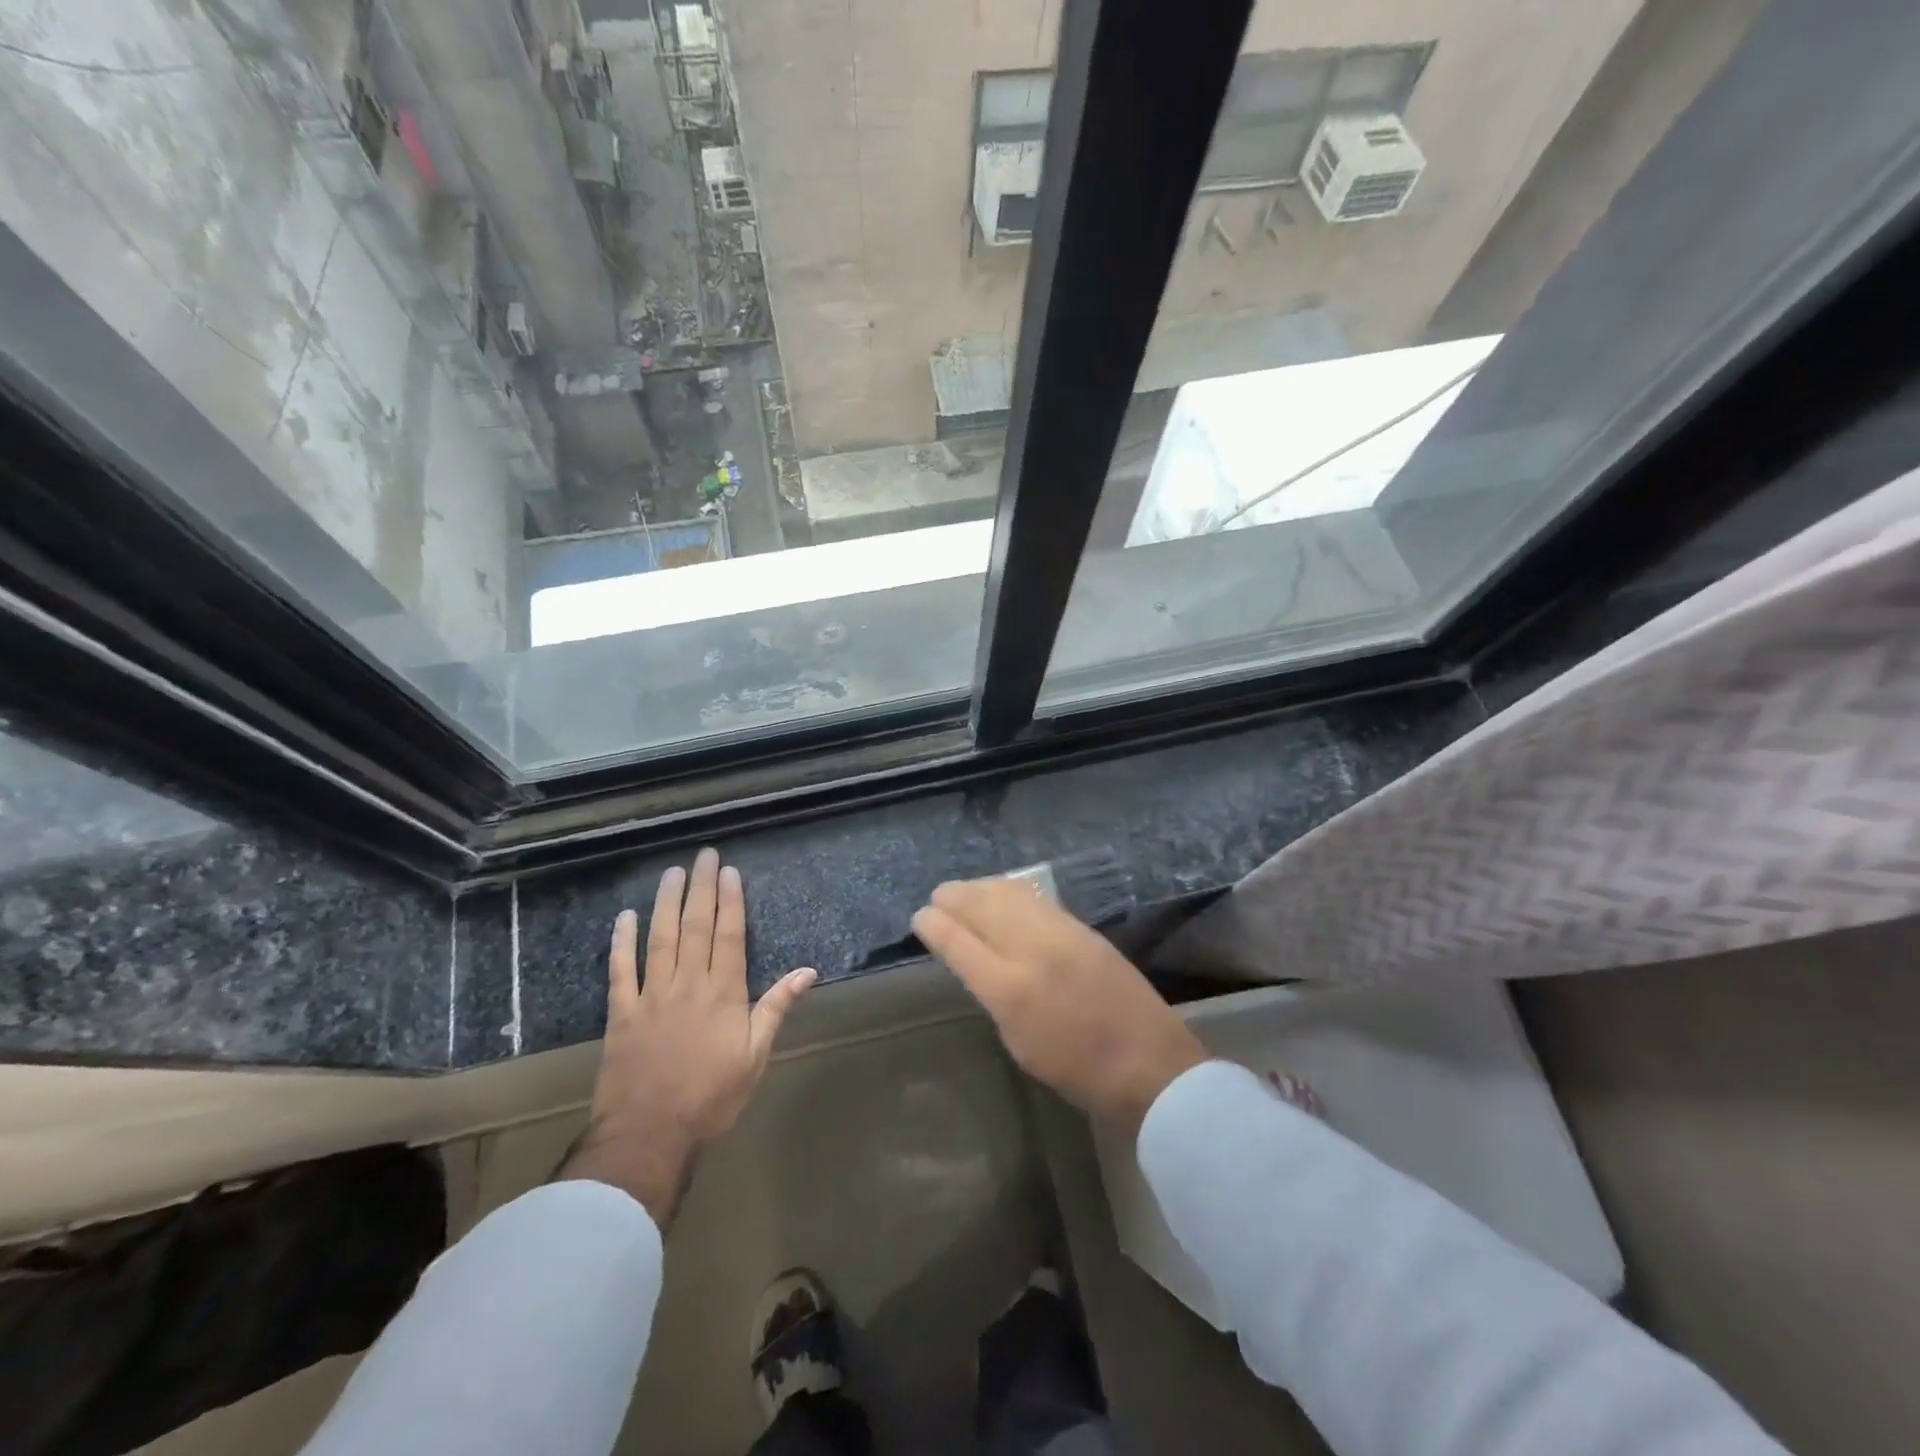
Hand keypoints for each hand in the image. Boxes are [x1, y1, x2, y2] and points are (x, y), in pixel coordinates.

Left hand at [559, 849, 816, 1227]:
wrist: (649, 1134)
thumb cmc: (711, 1096)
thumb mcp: (756, 1055)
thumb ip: (777, 1008)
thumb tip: (808, 971)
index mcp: (723, 992)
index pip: (728, 935)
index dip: (730, 901)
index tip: (730, 872)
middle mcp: (688, 983)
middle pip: (696, 926)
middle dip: (702, 888)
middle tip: (704, 855)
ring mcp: (651, 995)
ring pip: (660, 938)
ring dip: (666, 903)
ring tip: (672, 873)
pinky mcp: (621, 1013)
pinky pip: (621, 970)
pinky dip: (622, 942)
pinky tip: (624, 917)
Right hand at [911, 878, 1206, 1134]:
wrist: (1149, 1064)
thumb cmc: (1077, 1072)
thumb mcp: (1019, 1043)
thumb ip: (993, 996)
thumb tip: (977, 963)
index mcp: (1009, 990)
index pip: (958, 943)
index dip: (933, 925)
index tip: (919, 918)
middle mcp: (1031, 950)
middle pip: (981, 907)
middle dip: (953, 897)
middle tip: (937, 897)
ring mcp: (1061, 933)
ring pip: (1009, 895)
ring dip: (980, 888)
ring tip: (964, 890)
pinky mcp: (1083, 928)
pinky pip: (1036, 900)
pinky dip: (1011, 892)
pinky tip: (1002, 893)